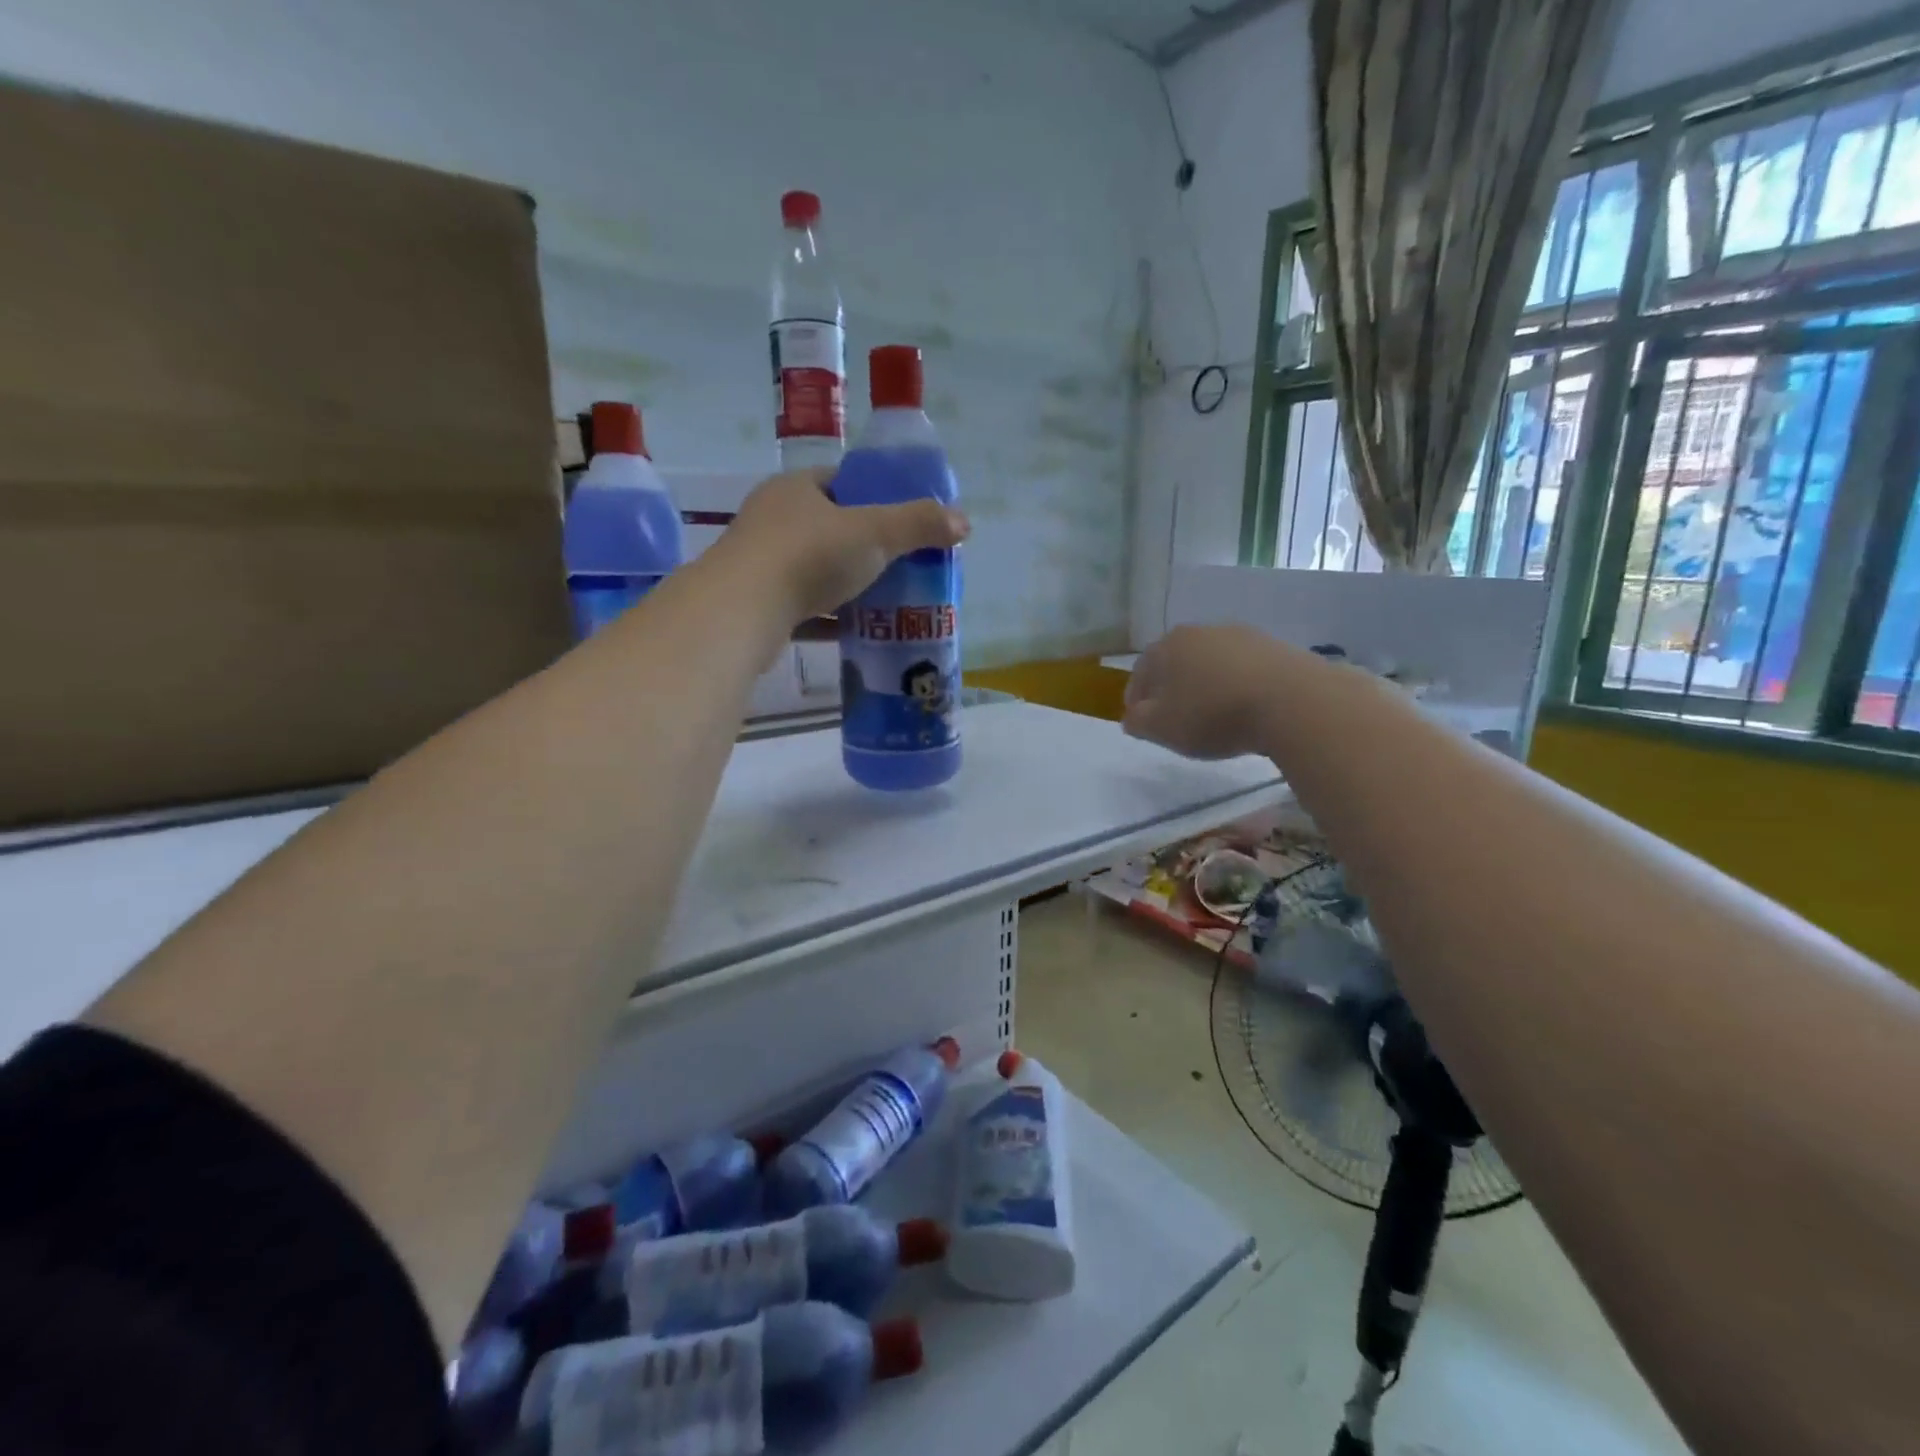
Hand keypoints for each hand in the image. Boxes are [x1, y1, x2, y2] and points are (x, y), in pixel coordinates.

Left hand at [718, 469, 968, 626]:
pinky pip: (802, 607)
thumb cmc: (809, 556)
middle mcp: (771, 520)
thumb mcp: (874, 534)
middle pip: (826, 528)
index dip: (870, 495)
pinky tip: (855, 631)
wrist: (744, 611)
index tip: (898, 518)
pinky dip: (827, 618)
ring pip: (812, 570)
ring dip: (844, 584)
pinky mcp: (757, 604)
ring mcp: (759, 564)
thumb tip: (964, 522)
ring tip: (883, 599)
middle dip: (861, 546)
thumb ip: (918, 525)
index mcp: (795, 489)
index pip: (838, 481)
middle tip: (898, 563)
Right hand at [1123, 624, 1289, 759]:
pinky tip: (1245, 709)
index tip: (1140, 719)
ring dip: (1207, 684)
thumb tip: (1132, 716)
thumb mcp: (1162, 728)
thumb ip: (1138, 722)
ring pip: (1212, 662)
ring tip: (1213, 714)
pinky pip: (1245, 669)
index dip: (1136, 697)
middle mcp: (1202, 631)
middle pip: (1177, 661)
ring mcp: (1242, 635)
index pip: (1141, 670)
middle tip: (1175, 716)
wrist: (1291, 701)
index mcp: (1168, 646)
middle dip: (1172, 686)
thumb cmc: (1212, 714)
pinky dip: (1238, 685)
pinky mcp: (1276, 647)